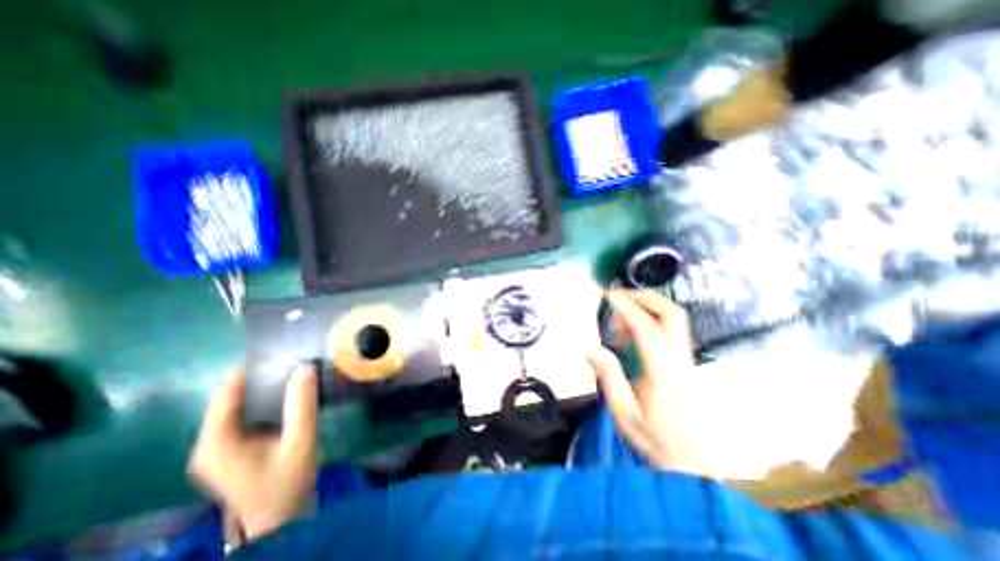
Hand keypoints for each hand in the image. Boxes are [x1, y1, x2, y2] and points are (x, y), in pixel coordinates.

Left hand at [189, 369, 318, 537]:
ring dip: (264, 387)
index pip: (226, 392)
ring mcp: (216, 446)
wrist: (280, 517)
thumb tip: (305, 367)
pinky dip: (264, 400)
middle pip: (230, 396)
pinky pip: (243, 413)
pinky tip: (286, 395)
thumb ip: (302, 404)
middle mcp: (207, 442)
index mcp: (216, 443)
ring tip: (293, 373)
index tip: (282, 351)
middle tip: (294, 362)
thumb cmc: (288, 481)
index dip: (252, 368)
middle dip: (261, 376)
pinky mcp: (228, 448)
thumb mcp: (301, 440)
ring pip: (237, 403)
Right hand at [587, 295, 700, 472]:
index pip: (647, 330)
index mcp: (663, 373)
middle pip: (673, 315)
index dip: (627, 308)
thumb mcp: (624, 413)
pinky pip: (671, 330)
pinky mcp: (686, 363)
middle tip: (621, 296)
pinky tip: (633, 333)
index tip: (609, 296)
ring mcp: (687, 360)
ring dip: (650, 306)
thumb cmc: (656, 438)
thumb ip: (609, 377)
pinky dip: (652, 320)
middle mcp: (680, 361)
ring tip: (624, 311)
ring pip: (676, 320)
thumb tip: (592, 349)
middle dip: (646, 298)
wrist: (693, 461)